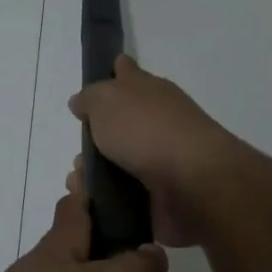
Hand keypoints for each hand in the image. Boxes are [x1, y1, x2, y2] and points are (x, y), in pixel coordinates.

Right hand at [69, 56, 241, 246]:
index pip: (128, 73)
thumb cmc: (147, 131)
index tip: (106, 72)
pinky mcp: (159, 194)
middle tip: (79, 151)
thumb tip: (81, 102)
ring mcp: (160, 159)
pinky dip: (103, 197)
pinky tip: (90, 201)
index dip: (116, 70)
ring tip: (79, 181)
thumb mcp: (106, 100)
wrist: (192, 184)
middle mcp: (157, 121)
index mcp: (148, 91)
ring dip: (93, 172)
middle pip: (119, 123)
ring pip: (116, 162)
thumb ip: (90, 98)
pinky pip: (121, 195)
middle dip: (94, 137)